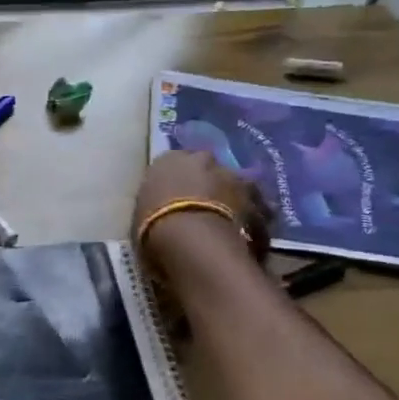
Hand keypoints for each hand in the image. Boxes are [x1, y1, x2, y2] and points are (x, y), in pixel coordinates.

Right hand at [133, 150, 270, 269]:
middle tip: (204, 209)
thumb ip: (155, 207)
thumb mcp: (142, 214)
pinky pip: (256, 207)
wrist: (188, 237)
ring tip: (231, 225)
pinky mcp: (254, 195)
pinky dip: (255, 221)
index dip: (176, 182)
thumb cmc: (152, 226)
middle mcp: (200, 158)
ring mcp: (230, 174)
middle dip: (207, 184)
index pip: (172, 164)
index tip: (175, 200)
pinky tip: (252, 241)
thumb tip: (163, 215)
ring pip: (234, 184)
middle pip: (206, 168)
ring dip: (233, 199)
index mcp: (167, 160)